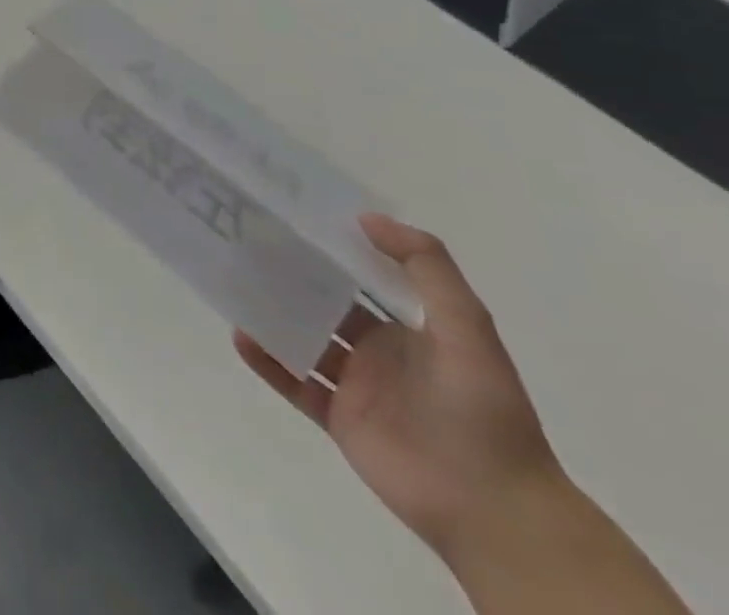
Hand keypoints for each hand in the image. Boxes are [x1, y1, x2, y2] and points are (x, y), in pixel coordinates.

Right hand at [234, 214, 563, 561]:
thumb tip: (367, 219)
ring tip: (234, 284)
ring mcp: (355, 388)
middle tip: (247, 245)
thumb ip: (427, 269)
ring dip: (272, 316)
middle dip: (290, 279)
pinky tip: (240, 335)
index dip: (333, 252)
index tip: (292, 220)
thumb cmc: (483, 411)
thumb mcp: (469, 329)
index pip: (362, 281)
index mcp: (409, 332)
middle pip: (324, 306)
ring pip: (302, 341)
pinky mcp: (337, 419)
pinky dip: (266, 360)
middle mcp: (378, 354)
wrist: (493, 509)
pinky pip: (293, 383)